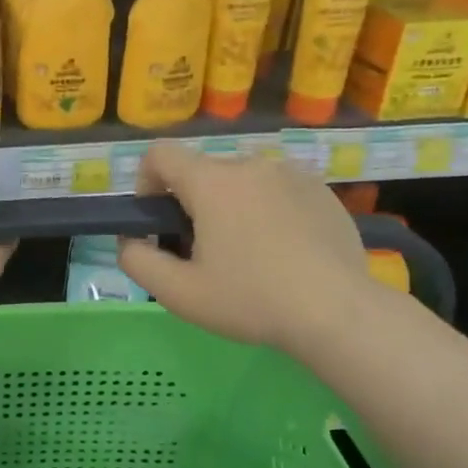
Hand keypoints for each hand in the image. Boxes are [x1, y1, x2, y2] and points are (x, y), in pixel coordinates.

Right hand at [116, 141, 376, 353]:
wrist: (339, 313)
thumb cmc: (251, 300)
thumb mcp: (179, 292)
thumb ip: (137, 261)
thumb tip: (129, 240)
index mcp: (212, 182)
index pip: (160, 154)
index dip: (145, 182)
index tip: (157, 221)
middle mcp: (251, 164)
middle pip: (202, 172)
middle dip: (191, 204)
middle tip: (203, 253)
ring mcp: (292, 174)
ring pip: (241, 182)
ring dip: (230, 207)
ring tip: (247, 255)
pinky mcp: (322, 191)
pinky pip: (277, 191)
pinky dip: (267, 212)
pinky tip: (283, 253)